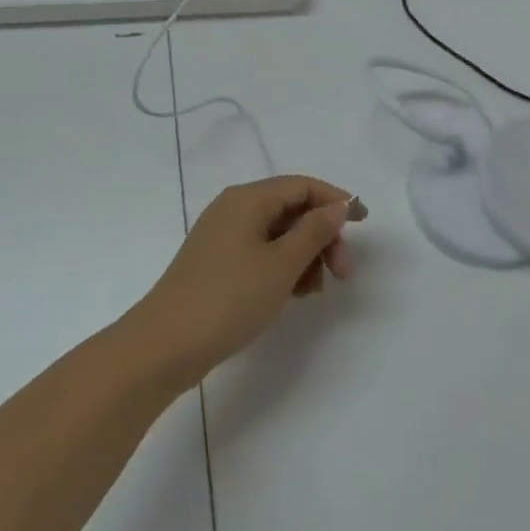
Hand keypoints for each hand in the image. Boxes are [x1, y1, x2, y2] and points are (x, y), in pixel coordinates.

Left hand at [129, 176, 365, 389]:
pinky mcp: (218, 262)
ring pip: (279, 234)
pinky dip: (283, 267)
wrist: (165, 345)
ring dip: (305, 255)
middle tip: (344, 273)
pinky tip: (293, 295)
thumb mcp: (281, 264)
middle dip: (322, 236)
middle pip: (292, 209)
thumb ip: (315, 231)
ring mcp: (223, 236)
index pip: (302, 185)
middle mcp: (234, 208)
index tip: (364, 223)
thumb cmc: (229, 299)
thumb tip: (338, 205)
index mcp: (248, 198)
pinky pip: (262, 252)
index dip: (336, 200)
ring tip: (314, 291)